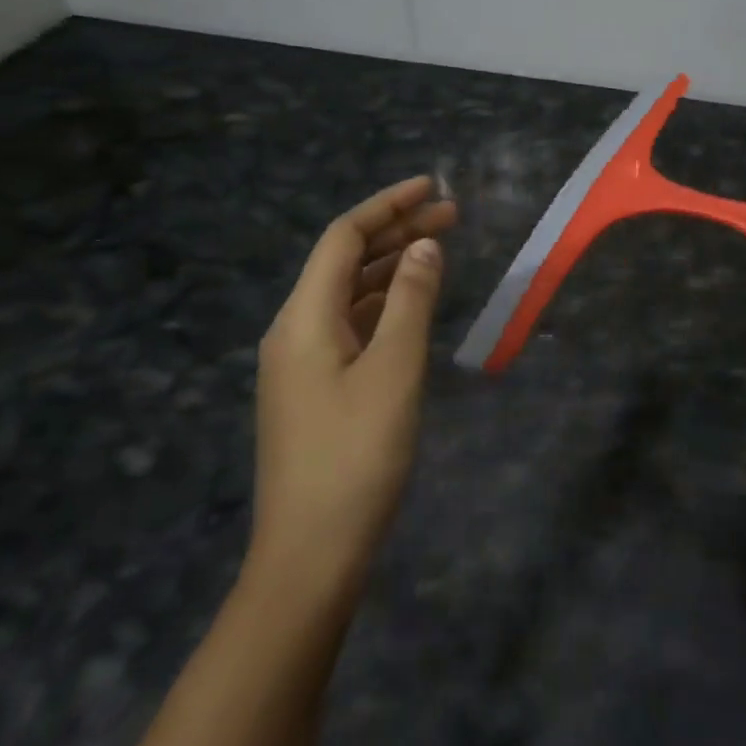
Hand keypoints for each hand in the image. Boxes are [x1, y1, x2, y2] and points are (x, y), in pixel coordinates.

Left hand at [245, 176, 457, 599]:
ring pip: (349, 292)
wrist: (310, 559)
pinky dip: (384, 302)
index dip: (387, 205)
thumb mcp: (394, 369)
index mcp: (303, 318)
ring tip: (440, 249)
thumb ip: (411, 300)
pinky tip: (414, 303)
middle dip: (397, 231)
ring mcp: (301, 362)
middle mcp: (294, 330)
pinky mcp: (315, 389)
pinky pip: (350, 324)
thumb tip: (425, 245)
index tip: (433, 187)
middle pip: (345, 261)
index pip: (343, 238)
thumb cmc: (356, 456)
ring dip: (393, 266)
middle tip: (452, 216)